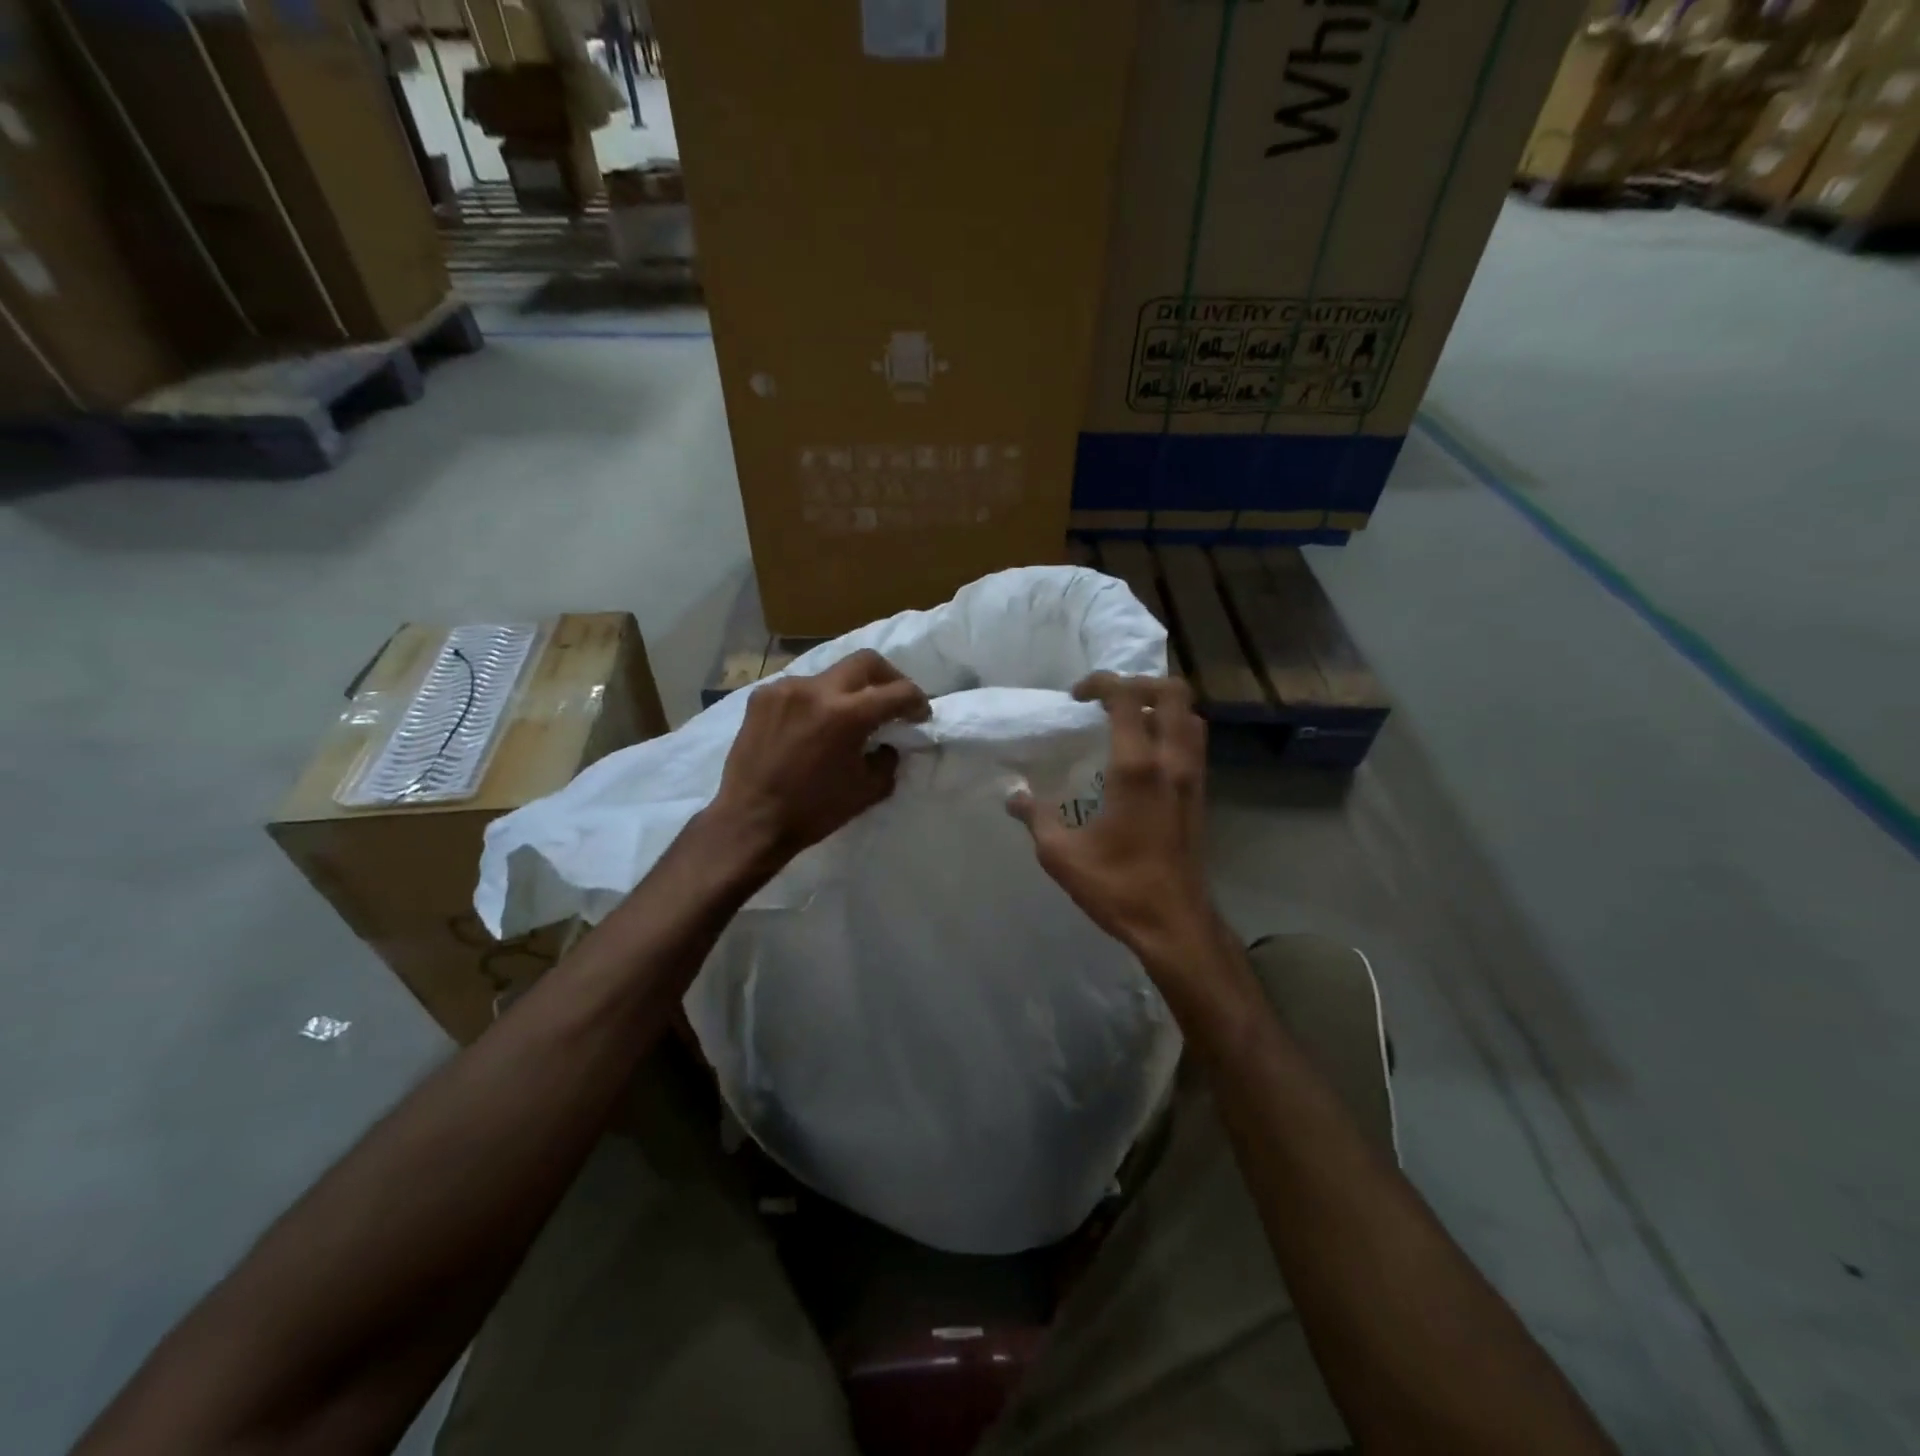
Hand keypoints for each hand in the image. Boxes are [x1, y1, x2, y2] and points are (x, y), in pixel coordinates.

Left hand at [707, 649, 930, 867]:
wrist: (750, 821)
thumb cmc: (813, 811)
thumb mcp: (867, 790)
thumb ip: (887, 760)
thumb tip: (888, 743)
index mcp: (847, 715)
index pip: (898, 691)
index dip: (917, 701)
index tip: (920, 715)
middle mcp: (817, 690)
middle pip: (866, 662)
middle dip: (889, 678)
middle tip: (893, 700)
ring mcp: (785, 688)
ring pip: (830, 674)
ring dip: (847, 691)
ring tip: (847, 717)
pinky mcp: (761, 696)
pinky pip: (800, 688)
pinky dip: (815, 701)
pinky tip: (813, 725)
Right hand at [1008, 674, 1221, 966]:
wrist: (1175, 924)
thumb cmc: (1118, 887)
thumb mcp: (1062, 856)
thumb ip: (1036, 818)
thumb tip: (1014, 795)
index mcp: (1137, 768)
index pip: (1127, 698)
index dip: (1101, 683)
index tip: (1076, 696)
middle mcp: (1172, 762)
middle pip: (1173, 693)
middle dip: (1139, 683)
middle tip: (1107, 699)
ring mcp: (1193, 778)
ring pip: (1191, 715)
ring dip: (1162, 704)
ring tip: (1129, 718)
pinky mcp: (1200, 795)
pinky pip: (1194, 742)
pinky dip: (1174, 728)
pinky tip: (1146, 753)